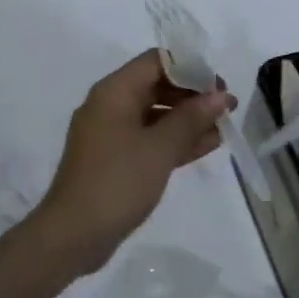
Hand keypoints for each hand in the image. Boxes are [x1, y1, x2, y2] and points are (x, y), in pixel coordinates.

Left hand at [30, 50, 233, 274]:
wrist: (72, 235)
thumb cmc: (117, 182)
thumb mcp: (160, 148)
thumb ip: (191, 119)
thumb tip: (220, 96)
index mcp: (114, 92)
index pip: (157, 62)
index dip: (191, 69)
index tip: (219, 87)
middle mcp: (110, 105)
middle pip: (157, 85)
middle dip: (192, 95)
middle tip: (225, 109)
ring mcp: (111, 133)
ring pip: (155, 114)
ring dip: (188, 120)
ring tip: (223, 128)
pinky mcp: (114, 159)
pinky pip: (149, 138)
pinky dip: (174, 140)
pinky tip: (206, 146)